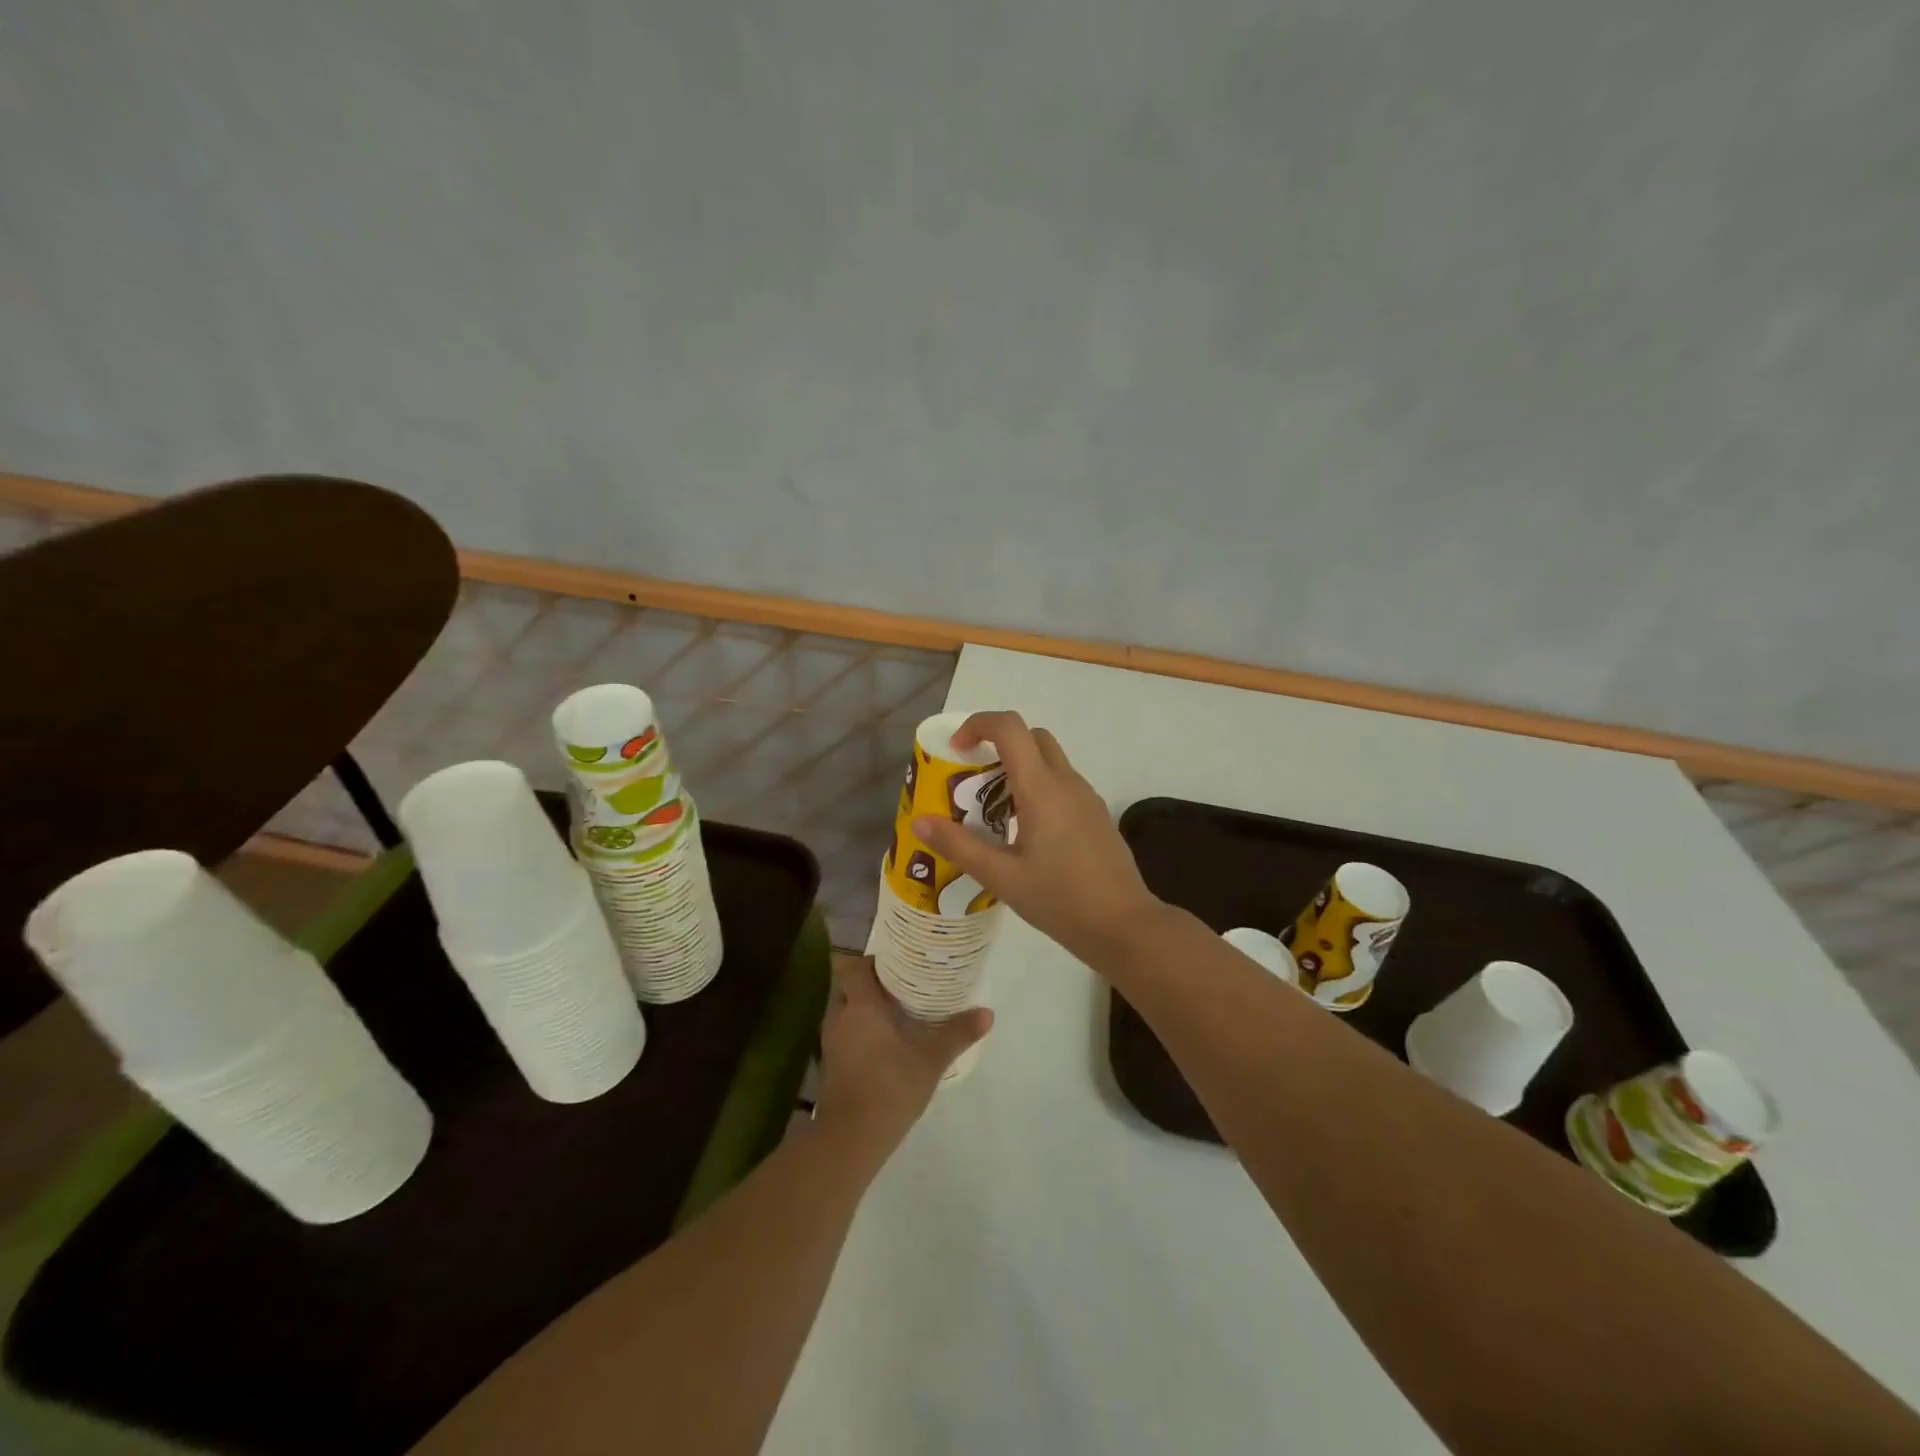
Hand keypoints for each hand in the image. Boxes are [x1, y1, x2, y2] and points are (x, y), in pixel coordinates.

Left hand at [814, 955, 991, 1164]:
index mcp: (860, 1005)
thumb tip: (987, 1013)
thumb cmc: (890, 1087)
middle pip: (849, 985)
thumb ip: (957, 1033)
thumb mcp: (931, 1059)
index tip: (897, 959)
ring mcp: (832, 1041)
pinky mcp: (832, 1063)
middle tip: (903, 982)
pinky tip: (886, 1040)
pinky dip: (861, 1029)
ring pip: (847, 1009)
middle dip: (872, 982)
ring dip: (866, 1006)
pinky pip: (846, 1031)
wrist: (851, 1138)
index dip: (872, 959)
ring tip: (898, 1008)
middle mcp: (841, 1016)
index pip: (853, 966)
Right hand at [914, 711, 1164, 967]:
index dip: (978, 725)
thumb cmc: (1060, 900)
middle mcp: (1067, 782)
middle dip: (998, 745)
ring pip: (1049, 760)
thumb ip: (959, 846)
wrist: (1124, 925)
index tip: (956, 750)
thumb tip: (919, 821)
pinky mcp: (1096, 815)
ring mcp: (1086, 797)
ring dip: (1018, 769)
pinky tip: (1024, 832)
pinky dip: (1037, 788)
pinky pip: (1062, 784)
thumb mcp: (1001, 877)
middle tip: (973, 780)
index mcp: (1042, 789)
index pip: (1010, 728)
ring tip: (992, 813)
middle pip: (1032, 737)